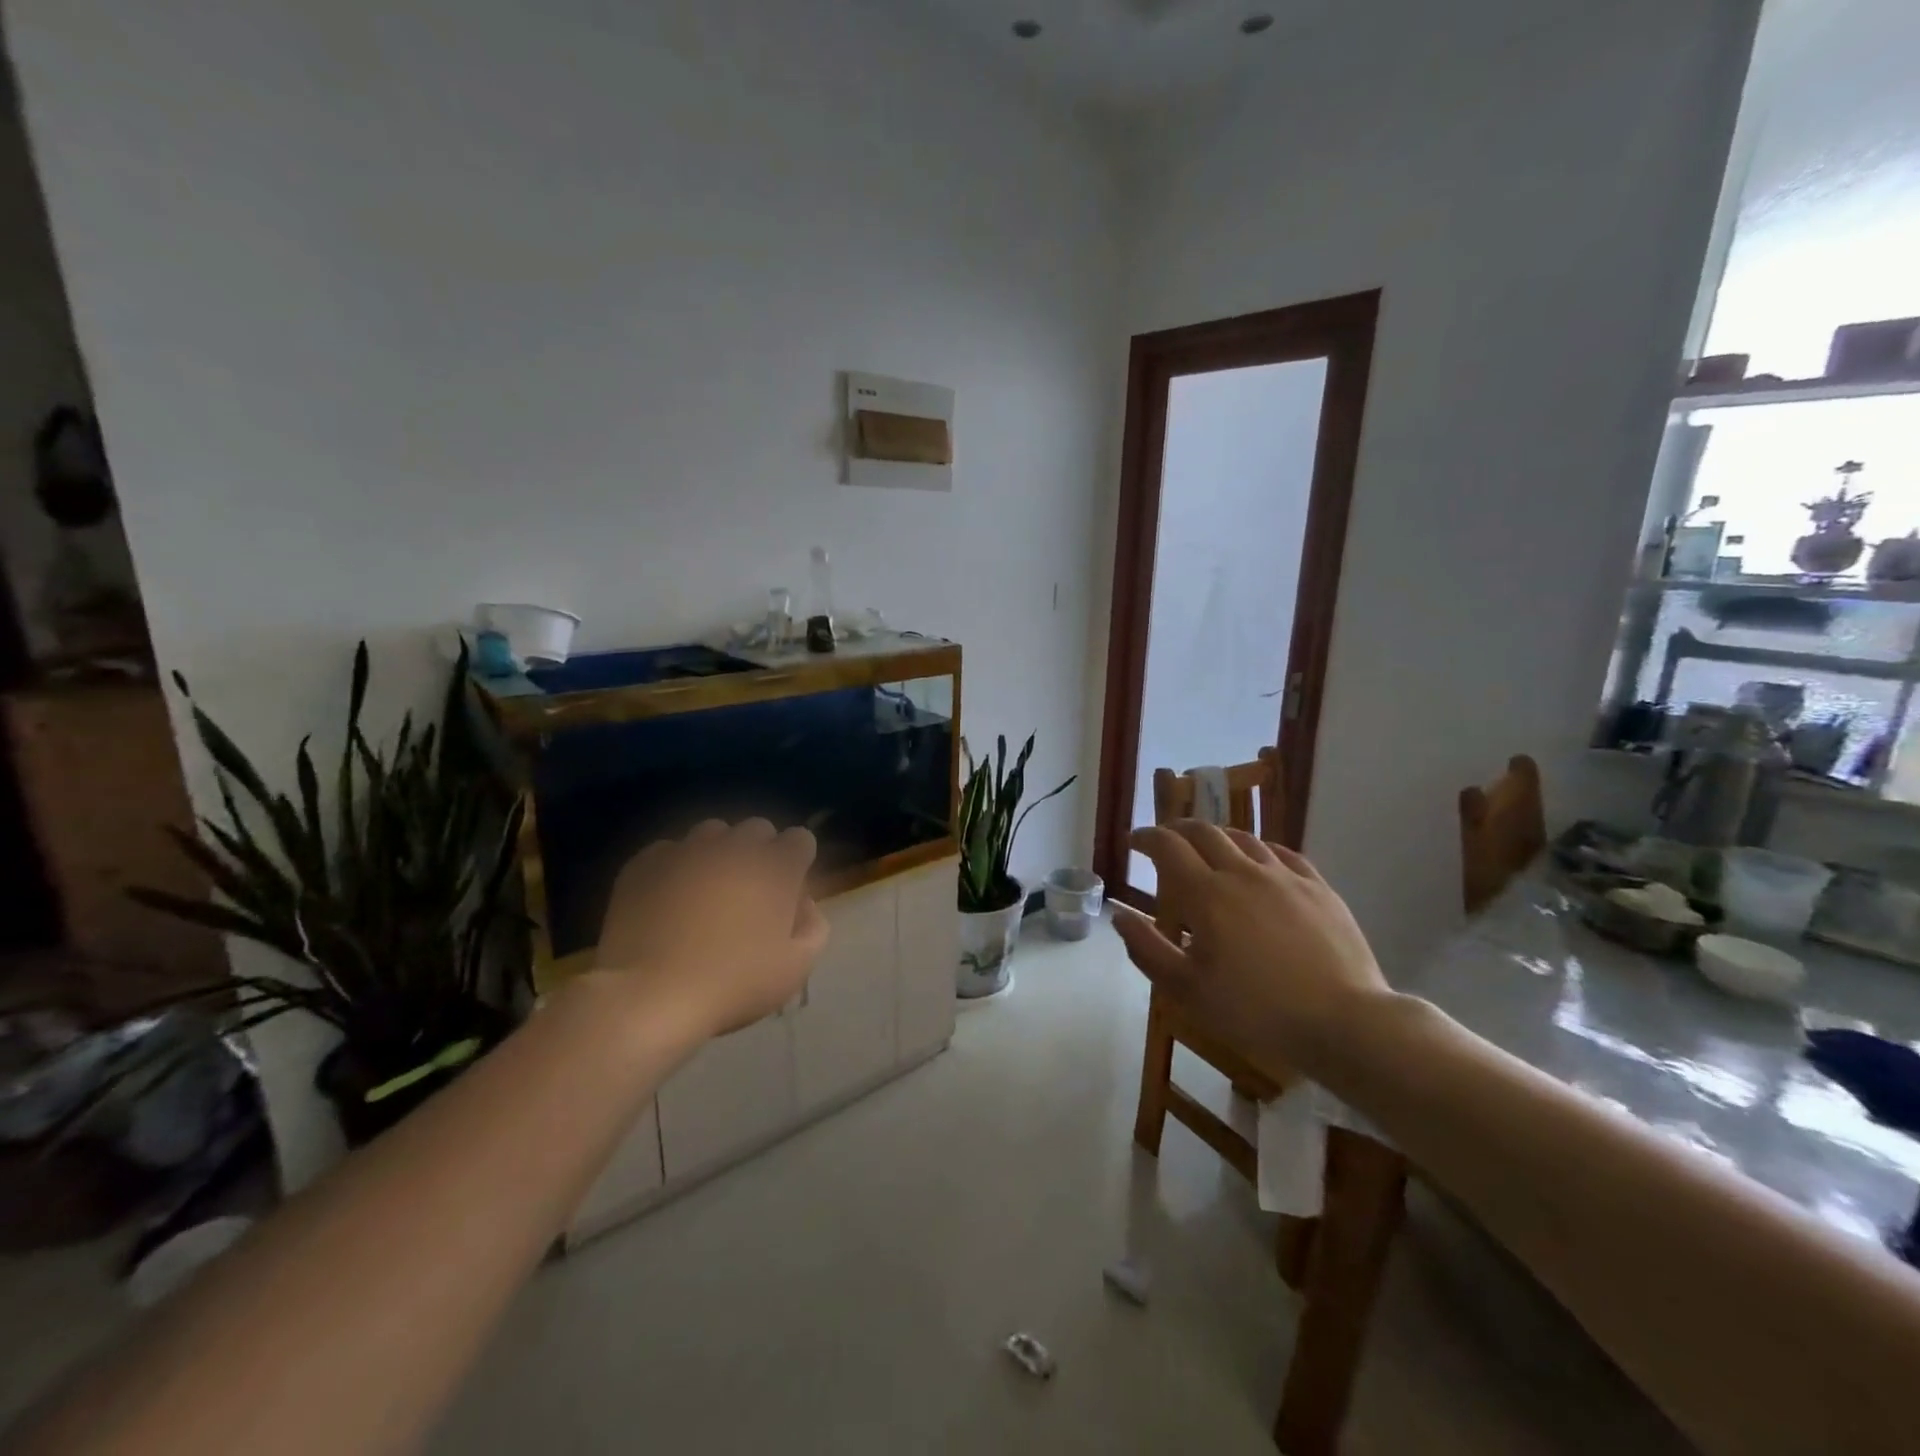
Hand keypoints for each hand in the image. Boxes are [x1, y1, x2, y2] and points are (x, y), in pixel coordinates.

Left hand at [593, 818, 829, 1040]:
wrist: (649, 996)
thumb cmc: (733, 984)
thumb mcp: (796, 968)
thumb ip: (813, 927)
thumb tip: (804, 904)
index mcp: (776, 866)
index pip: (801, 839)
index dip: (798, 863)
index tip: (788, 894)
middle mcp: (734, 845)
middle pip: (758, 829)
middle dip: (760, 853)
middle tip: (750, 894)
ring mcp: (687, 849)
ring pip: (712, 833)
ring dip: (719, 854)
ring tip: (707, 892)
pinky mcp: (645, 862)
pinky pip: (669, 851)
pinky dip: (676, 868)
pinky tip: (668, 901)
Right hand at [1113, 822, 1390, 1072]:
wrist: (1344, 1023)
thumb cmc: (1256, 1011)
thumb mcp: (1187, 990)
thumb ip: (1147, 949)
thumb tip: (1119, 915)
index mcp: (1206, 894)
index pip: (1167, 847)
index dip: (1145, 838)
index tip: (1133, 841)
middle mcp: (1243, 872)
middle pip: (1204, 832)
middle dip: (1177, 829)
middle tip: (1165, 840)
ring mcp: (1285, 877)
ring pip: (1244, 838)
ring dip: (1217, 837)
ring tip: (1208, 848)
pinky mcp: (1319, 888)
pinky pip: (1283, 854)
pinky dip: (1259, 849)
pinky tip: (1259, 861)